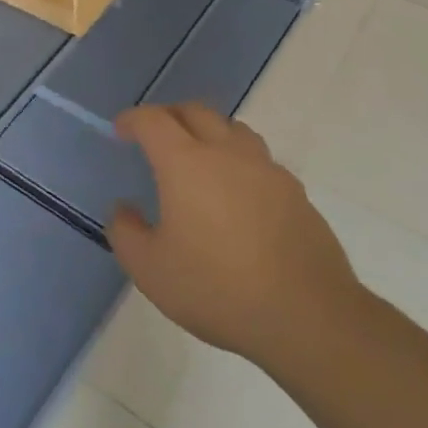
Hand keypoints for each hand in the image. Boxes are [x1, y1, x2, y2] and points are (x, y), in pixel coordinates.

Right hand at [109, 103, 365, 367]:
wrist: (306, 315)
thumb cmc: (217, 288)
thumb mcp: (150, 270)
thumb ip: (126, 232)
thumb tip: (124, 209)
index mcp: (186, 163)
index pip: (154, 120)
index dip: (133, 119)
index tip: (121, 130)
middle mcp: (227, 153)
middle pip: (196, 112)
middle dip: (169, 116)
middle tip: (155, 136)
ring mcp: (267, 170)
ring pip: (233, 129)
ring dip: (209, 132)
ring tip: (198, 157)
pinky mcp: (295, 192)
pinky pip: (260, 160)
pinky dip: (238, 162)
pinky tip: (236, 196)